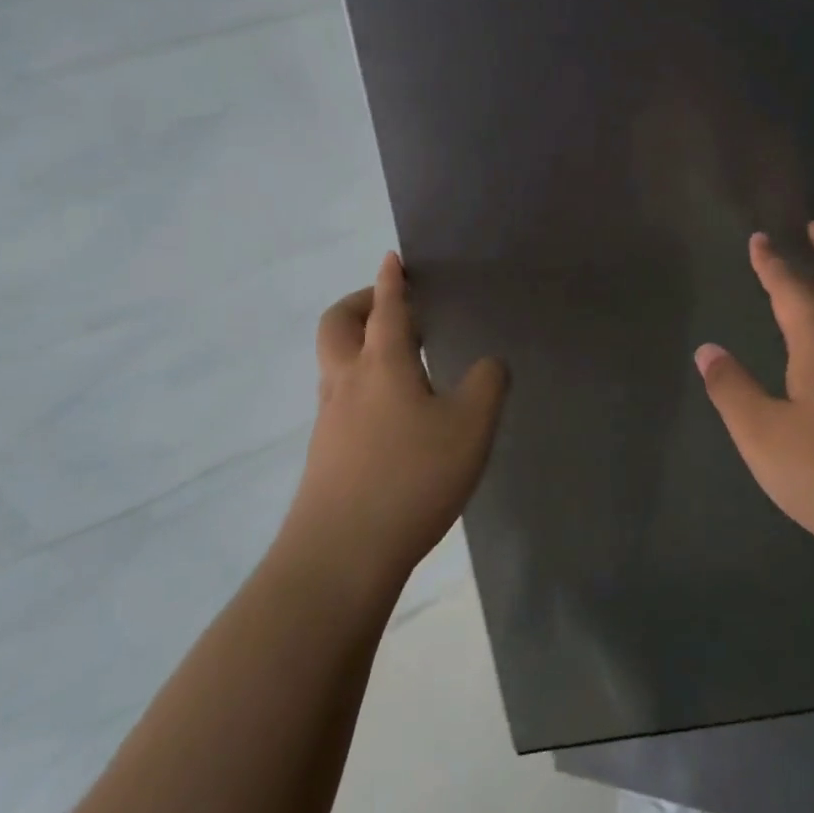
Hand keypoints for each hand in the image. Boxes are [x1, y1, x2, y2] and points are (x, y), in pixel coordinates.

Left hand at [289, 252, 507, 584]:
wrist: (341, 553)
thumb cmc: (411, 477)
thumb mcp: (470, 427)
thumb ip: (487, 385)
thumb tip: (489, 364)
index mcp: (382, 364)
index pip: (387, 308)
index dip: (391, 280)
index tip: (392, 259)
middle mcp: (347, 382)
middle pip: (338, 325)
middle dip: (360, 303)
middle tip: (389, 304)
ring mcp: (329, 419)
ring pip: (334, 363)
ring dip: (358, 344)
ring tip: (397, 358)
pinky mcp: (324, 453)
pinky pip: (339, 399)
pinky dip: (360, 384)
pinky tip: (390, 413)